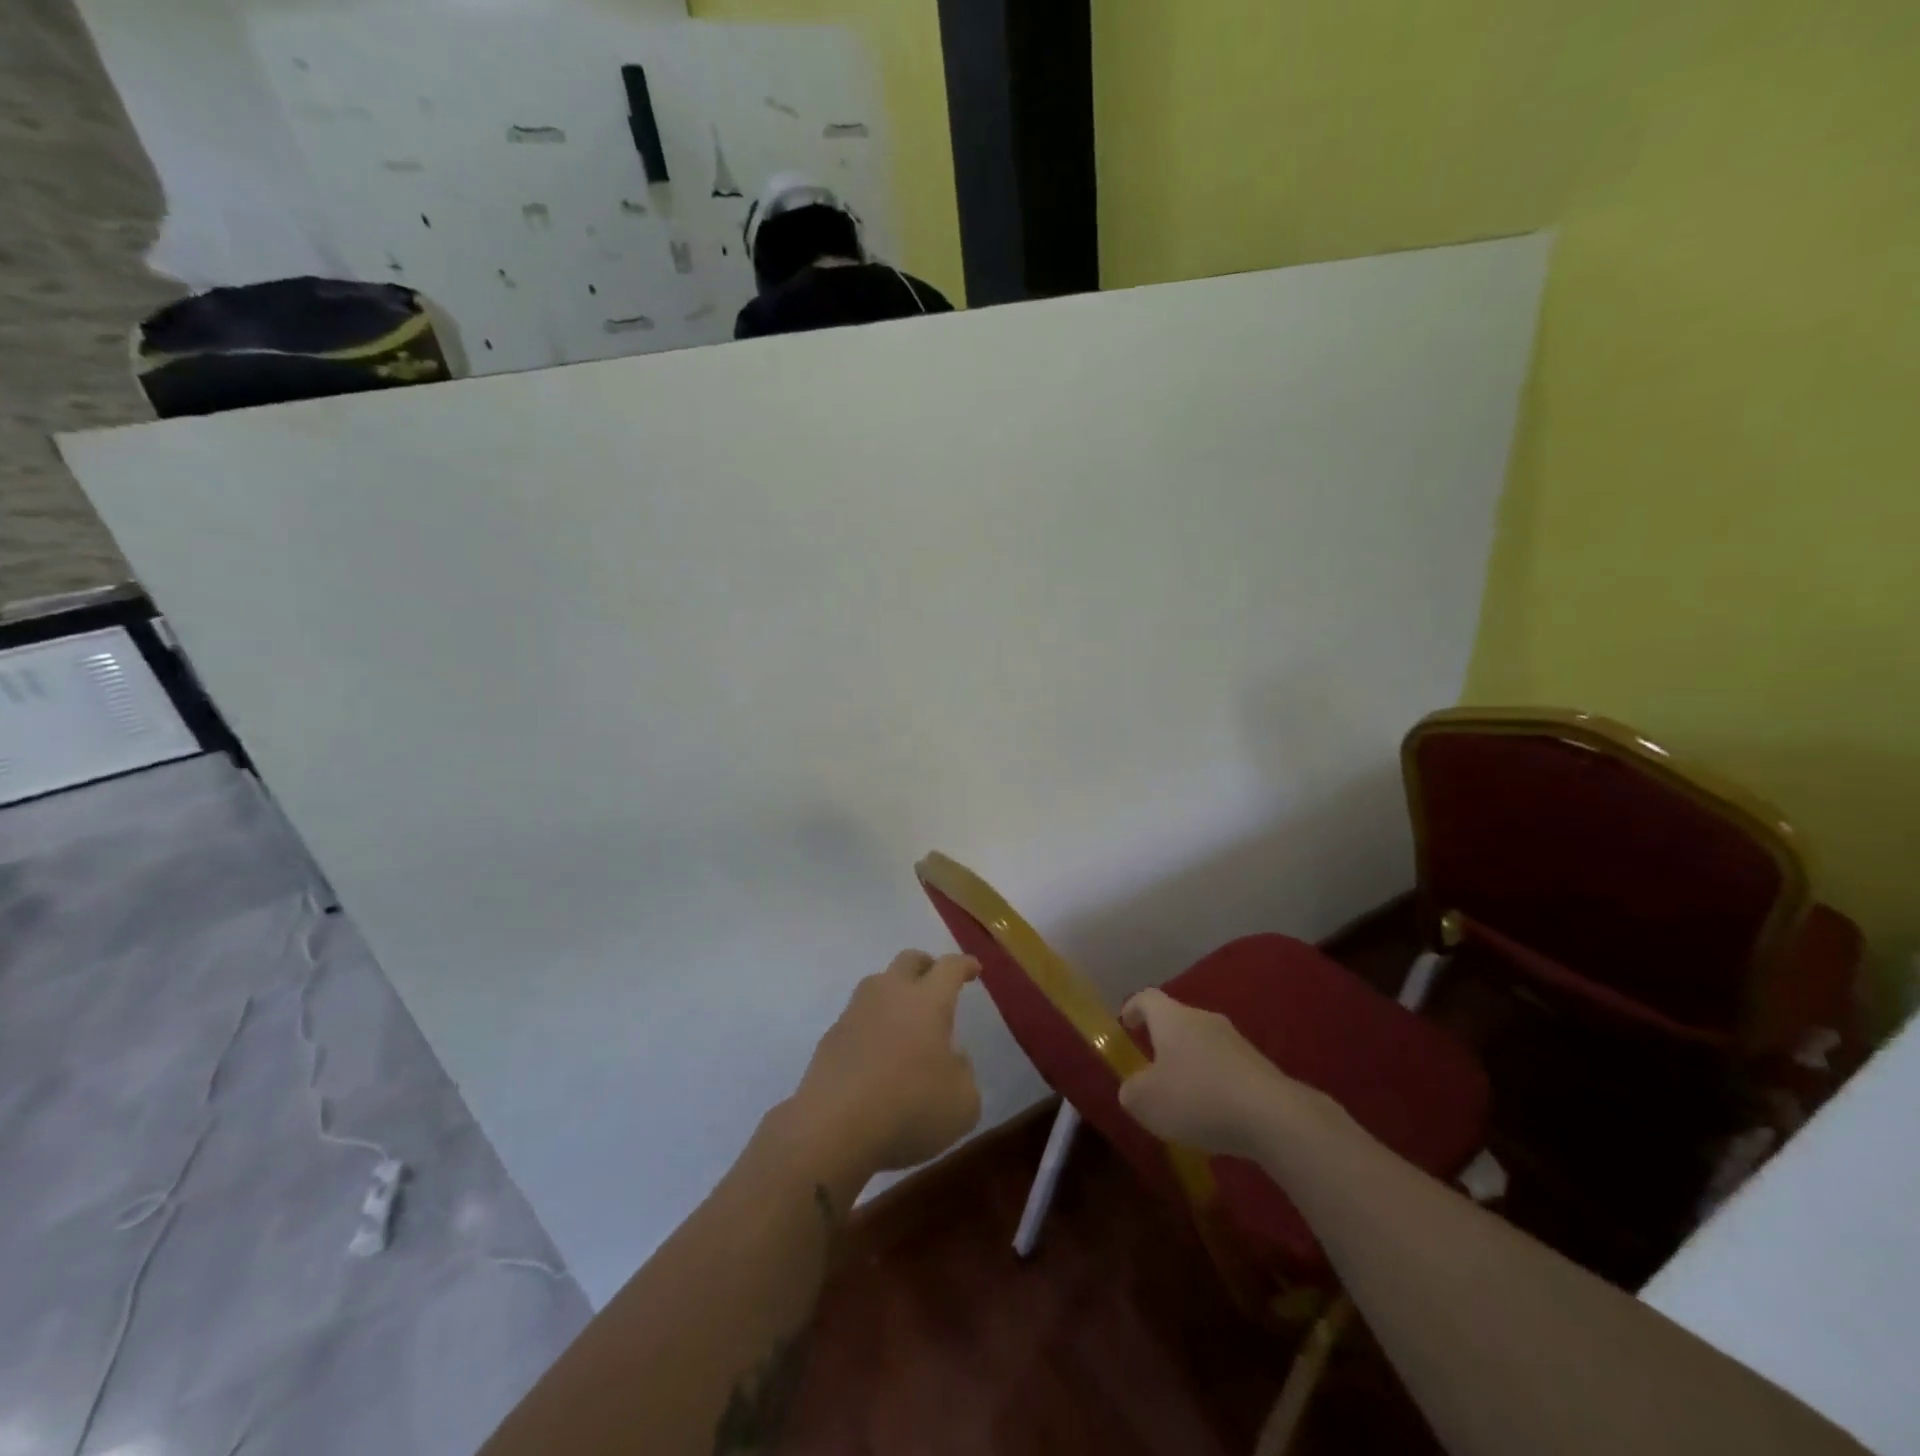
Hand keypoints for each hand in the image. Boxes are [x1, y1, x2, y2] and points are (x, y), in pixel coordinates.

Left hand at [786, 951, 982, 1180]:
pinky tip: (877, 1052)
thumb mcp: (962, 1103)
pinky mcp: (831, 1037)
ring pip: (878, 984)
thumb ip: (963, 1073)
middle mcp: (890, 994)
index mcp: (928, 1001)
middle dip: (927, 965)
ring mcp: (855, 1012)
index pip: (949, 968)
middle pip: (909, 961)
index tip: (973, 969)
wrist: (833, 1127)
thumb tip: (951, 1059)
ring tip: (906, 1018)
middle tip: (937, 982)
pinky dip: (872, 1025)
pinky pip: (858, 1018)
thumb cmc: (909, 1108)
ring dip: (895, 993)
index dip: (964, 965)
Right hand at [1118, 988, 1319, 1158]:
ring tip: (1183, 1097)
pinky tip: (1214, 1113)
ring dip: (1190, 1064)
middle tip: (1151, 1068)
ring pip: (1203, 1044)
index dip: (1133, 1008)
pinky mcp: (1259, 1066)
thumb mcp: (1146, 1101)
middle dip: (1162, 1041)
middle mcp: (1203, 1019)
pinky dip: (1214, 1083)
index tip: (1125, 1024)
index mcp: (1172, 1018)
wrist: (1273, 1116)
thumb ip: (1131, 1091)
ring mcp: (1235, 1041)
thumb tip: (1133, 1088)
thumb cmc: (1197, 1098)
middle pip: (1177, 1020)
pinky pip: (1226, 1067)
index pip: (1146, 998)